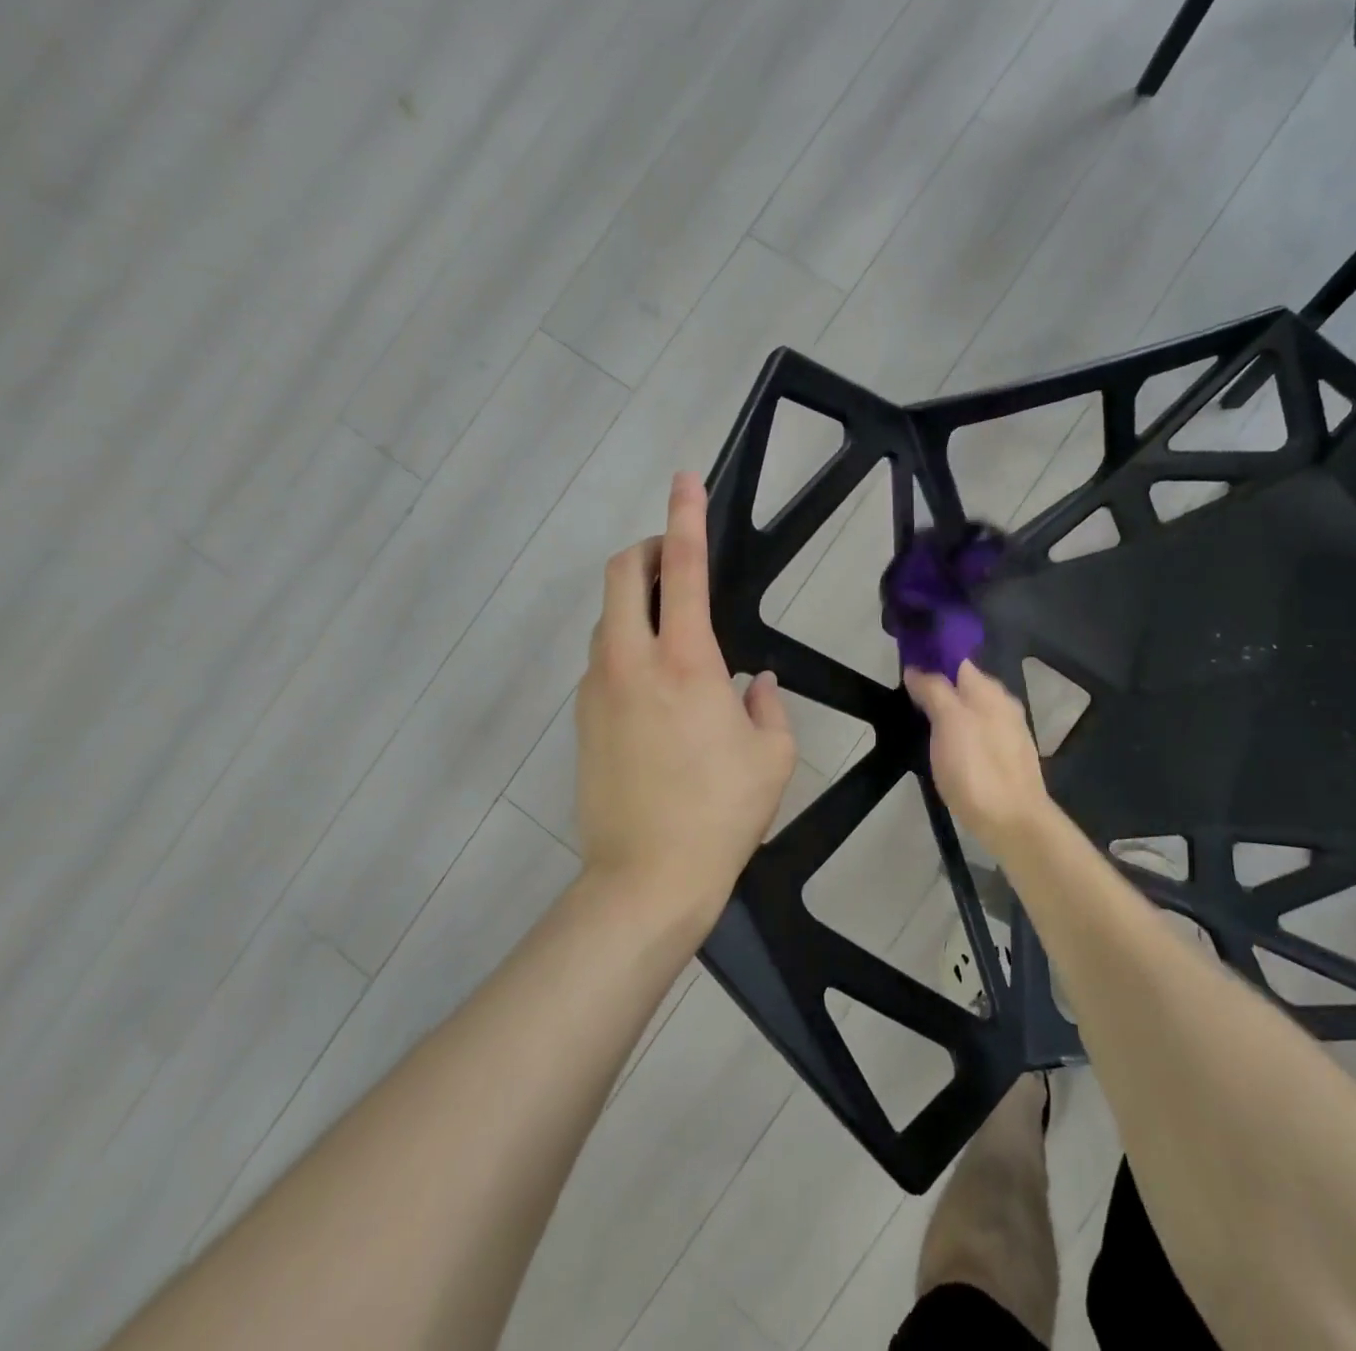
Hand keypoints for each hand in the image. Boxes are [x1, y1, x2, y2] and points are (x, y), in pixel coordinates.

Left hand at [575, 473, 796, 932]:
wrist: (647, 876)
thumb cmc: (723, 811)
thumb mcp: (773, 754)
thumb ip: (767, 705)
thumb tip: (754, 682)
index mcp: (687, 662)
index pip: (685, 569)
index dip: (686, 517)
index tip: (685, 480)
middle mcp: (632, 662)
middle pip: (623, 574)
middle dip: (648, 550)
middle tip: (677, 562)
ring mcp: (598, 689)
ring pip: (609, 618)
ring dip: (638, 604)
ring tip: (676, 637)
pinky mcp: (582, 718)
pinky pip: (604, 661)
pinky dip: (628, 649)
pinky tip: (658, 691)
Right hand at [903, 661, 1053, 859]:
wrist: (1013, 822)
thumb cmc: (976, 768)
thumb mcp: (948, 722)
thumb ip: (934, 690)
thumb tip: (917, 669)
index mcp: (989, 690)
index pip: (957, 661)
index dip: (932, 662)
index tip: (906, 673)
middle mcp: (1003, 704)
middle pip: (966, 687)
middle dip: (941, 689)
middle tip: (910, 703)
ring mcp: (1010, 732)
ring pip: (974, 712)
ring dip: (951, 714)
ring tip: (925, 727)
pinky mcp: (1009, 759)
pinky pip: (980, 735)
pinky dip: (963, 736)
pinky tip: (950, 751)